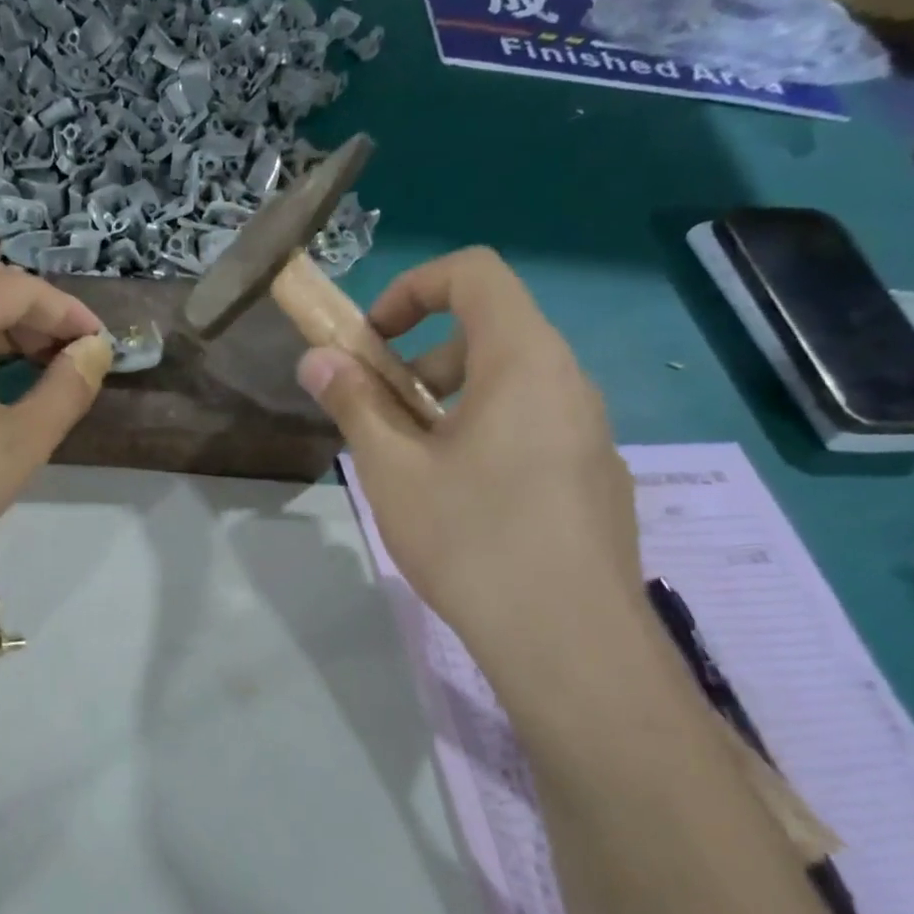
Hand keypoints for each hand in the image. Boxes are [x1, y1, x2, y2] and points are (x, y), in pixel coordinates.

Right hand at [299, 247, 642, 660]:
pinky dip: (486, 435)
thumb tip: (317, 359)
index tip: (371, 342)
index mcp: (524, 359)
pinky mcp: (596, 477)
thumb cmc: (471, 538)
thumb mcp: (392, 468)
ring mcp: (591, 432)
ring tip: (415, 467)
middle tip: (384, 416)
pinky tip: (465, 505)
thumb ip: (354, 402)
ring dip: (451, 402)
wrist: (568, 640)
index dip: (411, 289)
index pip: (474, 272)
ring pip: (512, 385)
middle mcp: (570, 381)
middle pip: (491, 330)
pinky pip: (534, 427)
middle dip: (422, 357)